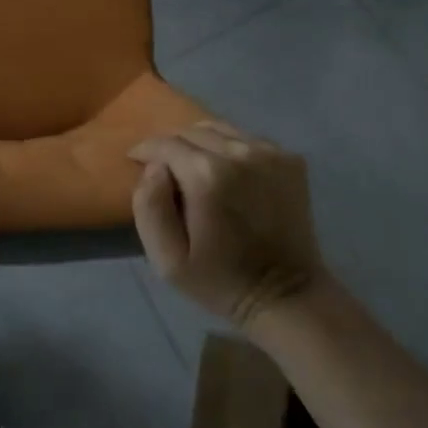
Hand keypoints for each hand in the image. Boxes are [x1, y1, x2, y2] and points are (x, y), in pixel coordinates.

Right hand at [131, 120, 323, 328]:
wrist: (288, 297)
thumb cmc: (221, 281)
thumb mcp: (167, 259)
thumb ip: (149, 206)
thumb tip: (154, 168)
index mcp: (206, 174)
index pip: (164, 143)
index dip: (145, 150)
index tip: (136, 161)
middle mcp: (239, 152)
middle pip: (191, 131)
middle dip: (171, 146)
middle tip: (165, 170)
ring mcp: (269, 153)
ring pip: (219, 129)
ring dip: (200, 143)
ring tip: (194, 168)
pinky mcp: (290, 159)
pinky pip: (246, 139)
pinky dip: (229, 148)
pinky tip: (228, 174)